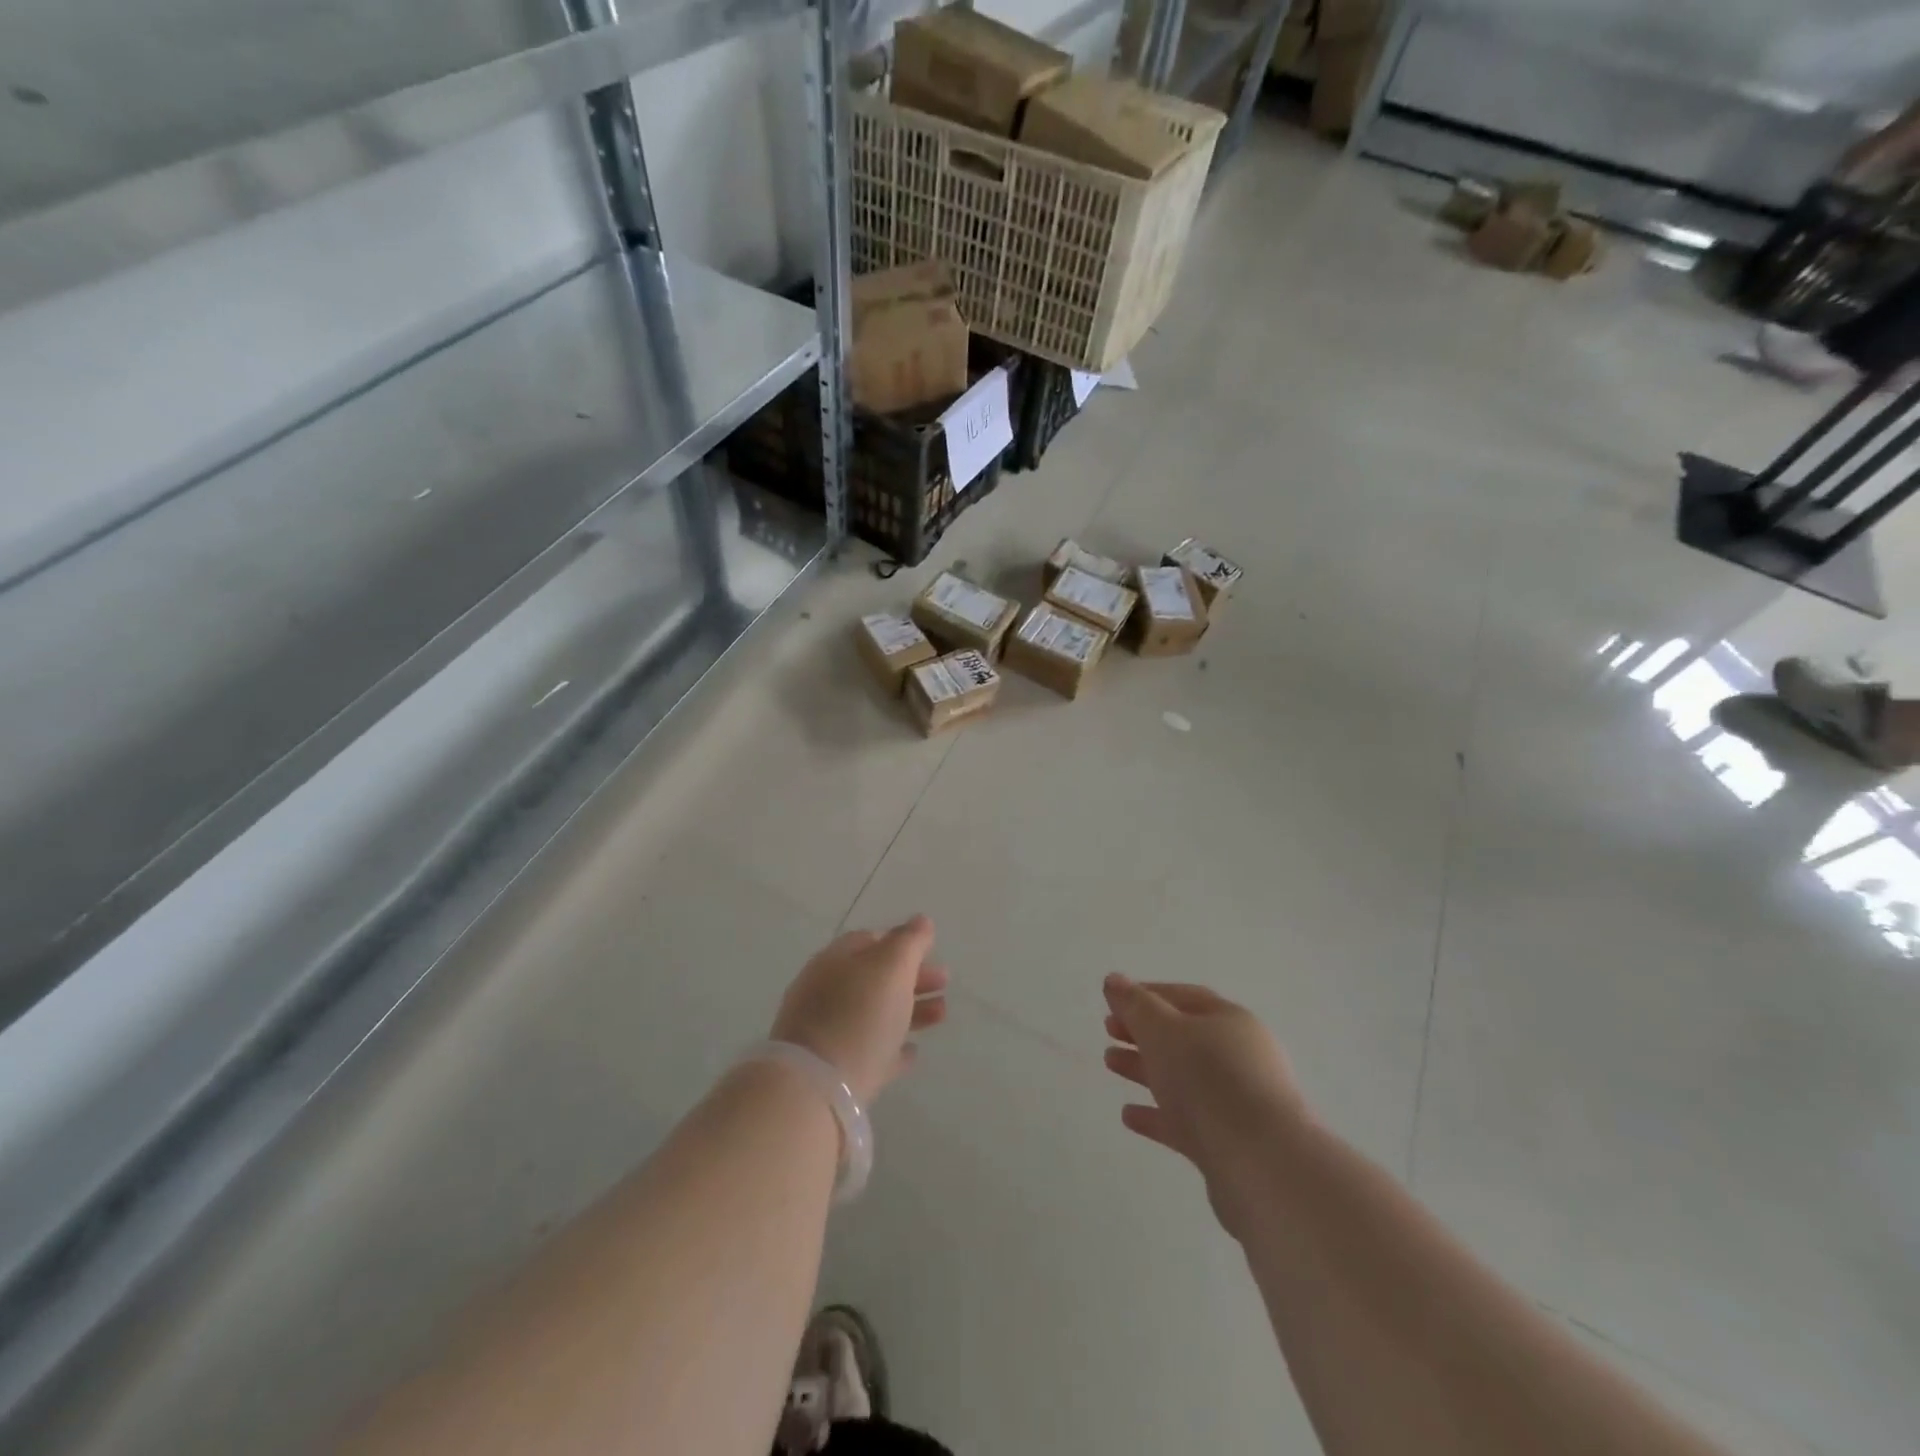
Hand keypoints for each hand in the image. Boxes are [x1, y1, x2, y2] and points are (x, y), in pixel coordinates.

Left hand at [772, 915, 947, 1103]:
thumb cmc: (858, 1015)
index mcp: (836, 961)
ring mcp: (827, 1033)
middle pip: (875, 978)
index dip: (902, 942)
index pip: (870, 940)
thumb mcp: (891, 967)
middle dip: (912, 977)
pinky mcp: (834, 1072)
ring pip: (876, 1014)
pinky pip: (869, 1052)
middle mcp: (827, 992)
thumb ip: (909, 942)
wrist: (816, 1090)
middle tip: (945, 982)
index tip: (931, 951)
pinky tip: (912, 1053)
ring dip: (911, 1010)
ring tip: (941, 1015)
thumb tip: (921, 921)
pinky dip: (892, 1048)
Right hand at [1102, 975, 1307, 1232]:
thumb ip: (1136, 1005)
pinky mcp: (1228, 1144)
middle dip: (1144, 1032)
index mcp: (1230, 1021)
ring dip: (1145, 1068)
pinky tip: (1128, 1115)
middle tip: (1108, 1030)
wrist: (1262, 1166)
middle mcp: (1238, 1057)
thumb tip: (1114, 980)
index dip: (1147, 995)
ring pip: (1182, 1078)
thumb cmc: (1209, 1080)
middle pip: (1184, 1037)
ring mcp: (1236, 1102)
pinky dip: (1157, 1115)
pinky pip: (1186, 1121)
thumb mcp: (1164, 1031)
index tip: (1113, 1001)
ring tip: (1110, 1063)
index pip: (1185, 998)